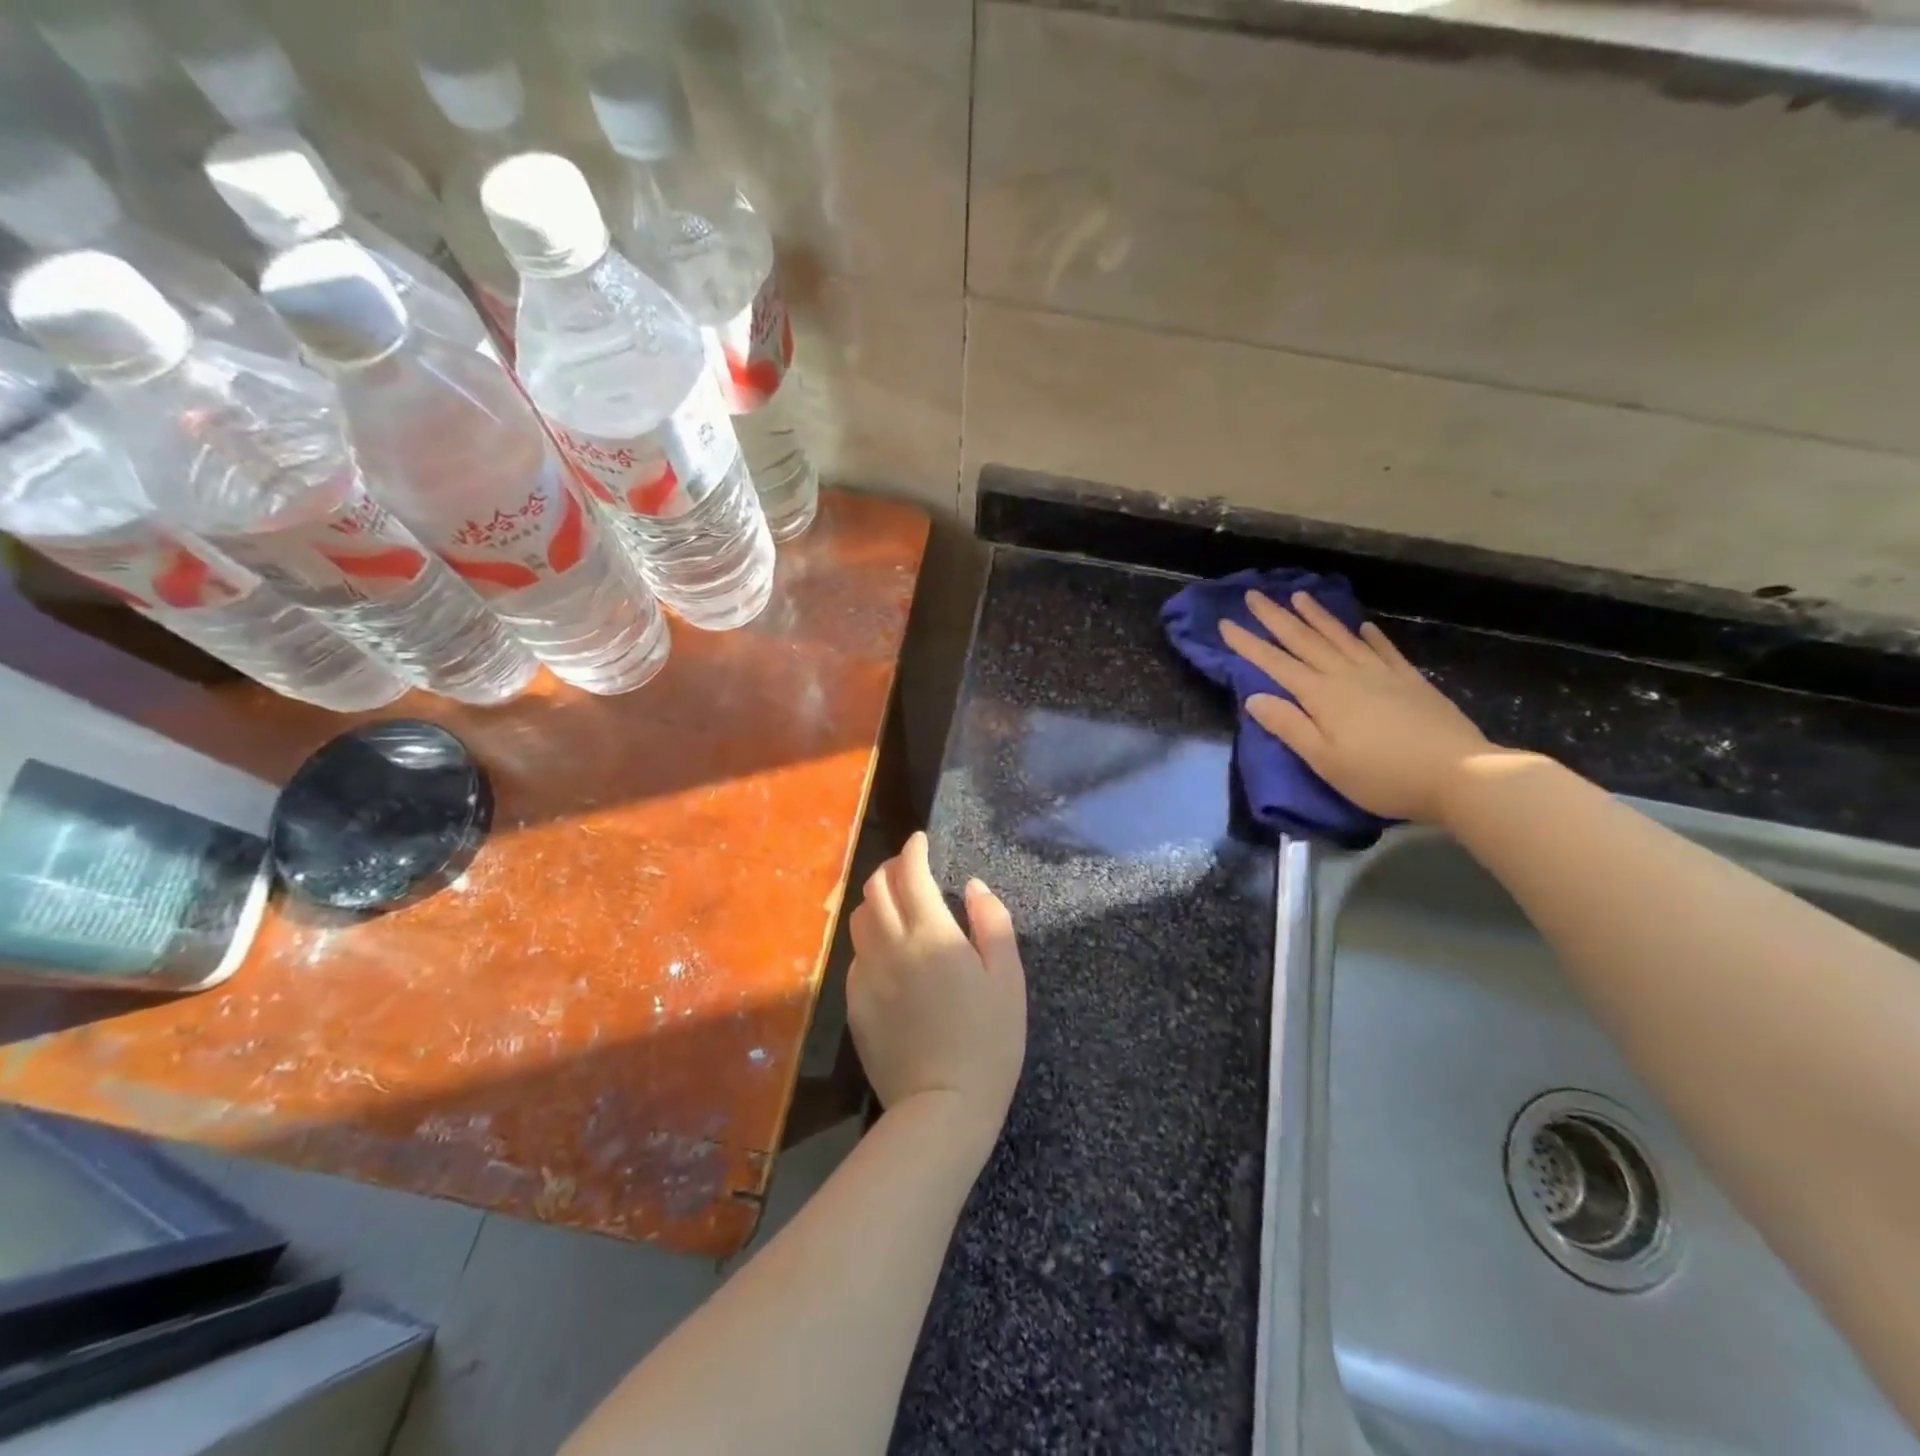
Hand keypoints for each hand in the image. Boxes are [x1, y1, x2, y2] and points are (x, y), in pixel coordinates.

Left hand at [847, 832, 1026, 1156]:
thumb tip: (974, 887)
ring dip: (876, 901)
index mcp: (931, 935)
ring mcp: (867, 976)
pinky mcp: (855, 1004)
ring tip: (898, 905)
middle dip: (891, 869)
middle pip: (876, 889)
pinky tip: (890, 954)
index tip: (921, 841)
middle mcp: (890, 946)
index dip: (914, 850)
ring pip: (860, 919)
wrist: (941, 1109)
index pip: (910, 874)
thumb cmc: (988, 1043)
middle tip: (911, 870)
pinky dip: (871, 939)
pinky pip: (857, 956)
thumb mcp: (1008, 980)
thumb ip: (993, 923)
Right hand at [1220, 591, 1494, 823]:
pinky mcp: (1411, 682)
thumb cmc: (1382, 776)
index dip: (1249, 644)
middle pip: (1305, 642)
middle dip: (1277, 618)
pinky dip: (1370, 636)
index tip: (1226, 623)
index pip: (1276, 664)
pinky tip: (1363, 625)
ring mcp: (1382, 675)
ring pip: (1341, 638)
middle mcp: (1348, 676)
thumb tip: (1255, 698)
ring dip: (1317, 617)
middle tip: (1255, 594)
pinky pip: (1384, 650)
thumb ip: (1290, 726)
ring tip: (1299, 595)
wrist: (1459, 773)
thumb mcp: (1326, 760)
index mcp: (1323, 696)